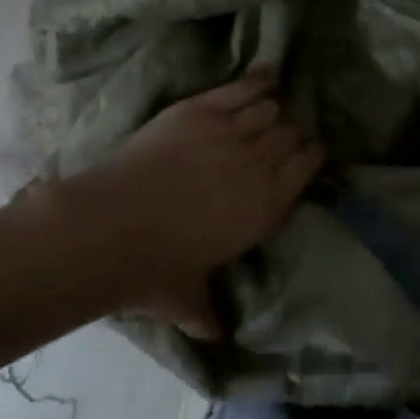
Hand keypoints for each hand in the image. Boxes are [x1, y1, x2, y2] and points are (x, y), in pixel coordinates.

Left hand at [36, 77, 321, 322]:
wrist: (108, 227)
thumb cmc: (152, 268)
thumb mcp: (186, 298)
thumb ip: (207, 314)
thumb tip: (217, 338)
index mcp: (265, 207)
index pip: (306, 167)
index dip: (311, 155)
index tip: (310, 151)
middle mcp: (258, 163)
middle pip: (290, 133)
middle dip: (293, 132)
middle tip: (287, 132)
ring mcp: (230, 132)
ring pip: (269, 109)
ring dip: (272, 110)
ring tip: (268, 111)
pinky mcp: (201, 110)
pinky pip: (242, 89)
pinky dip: (258, 82)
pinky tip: (264, 80)